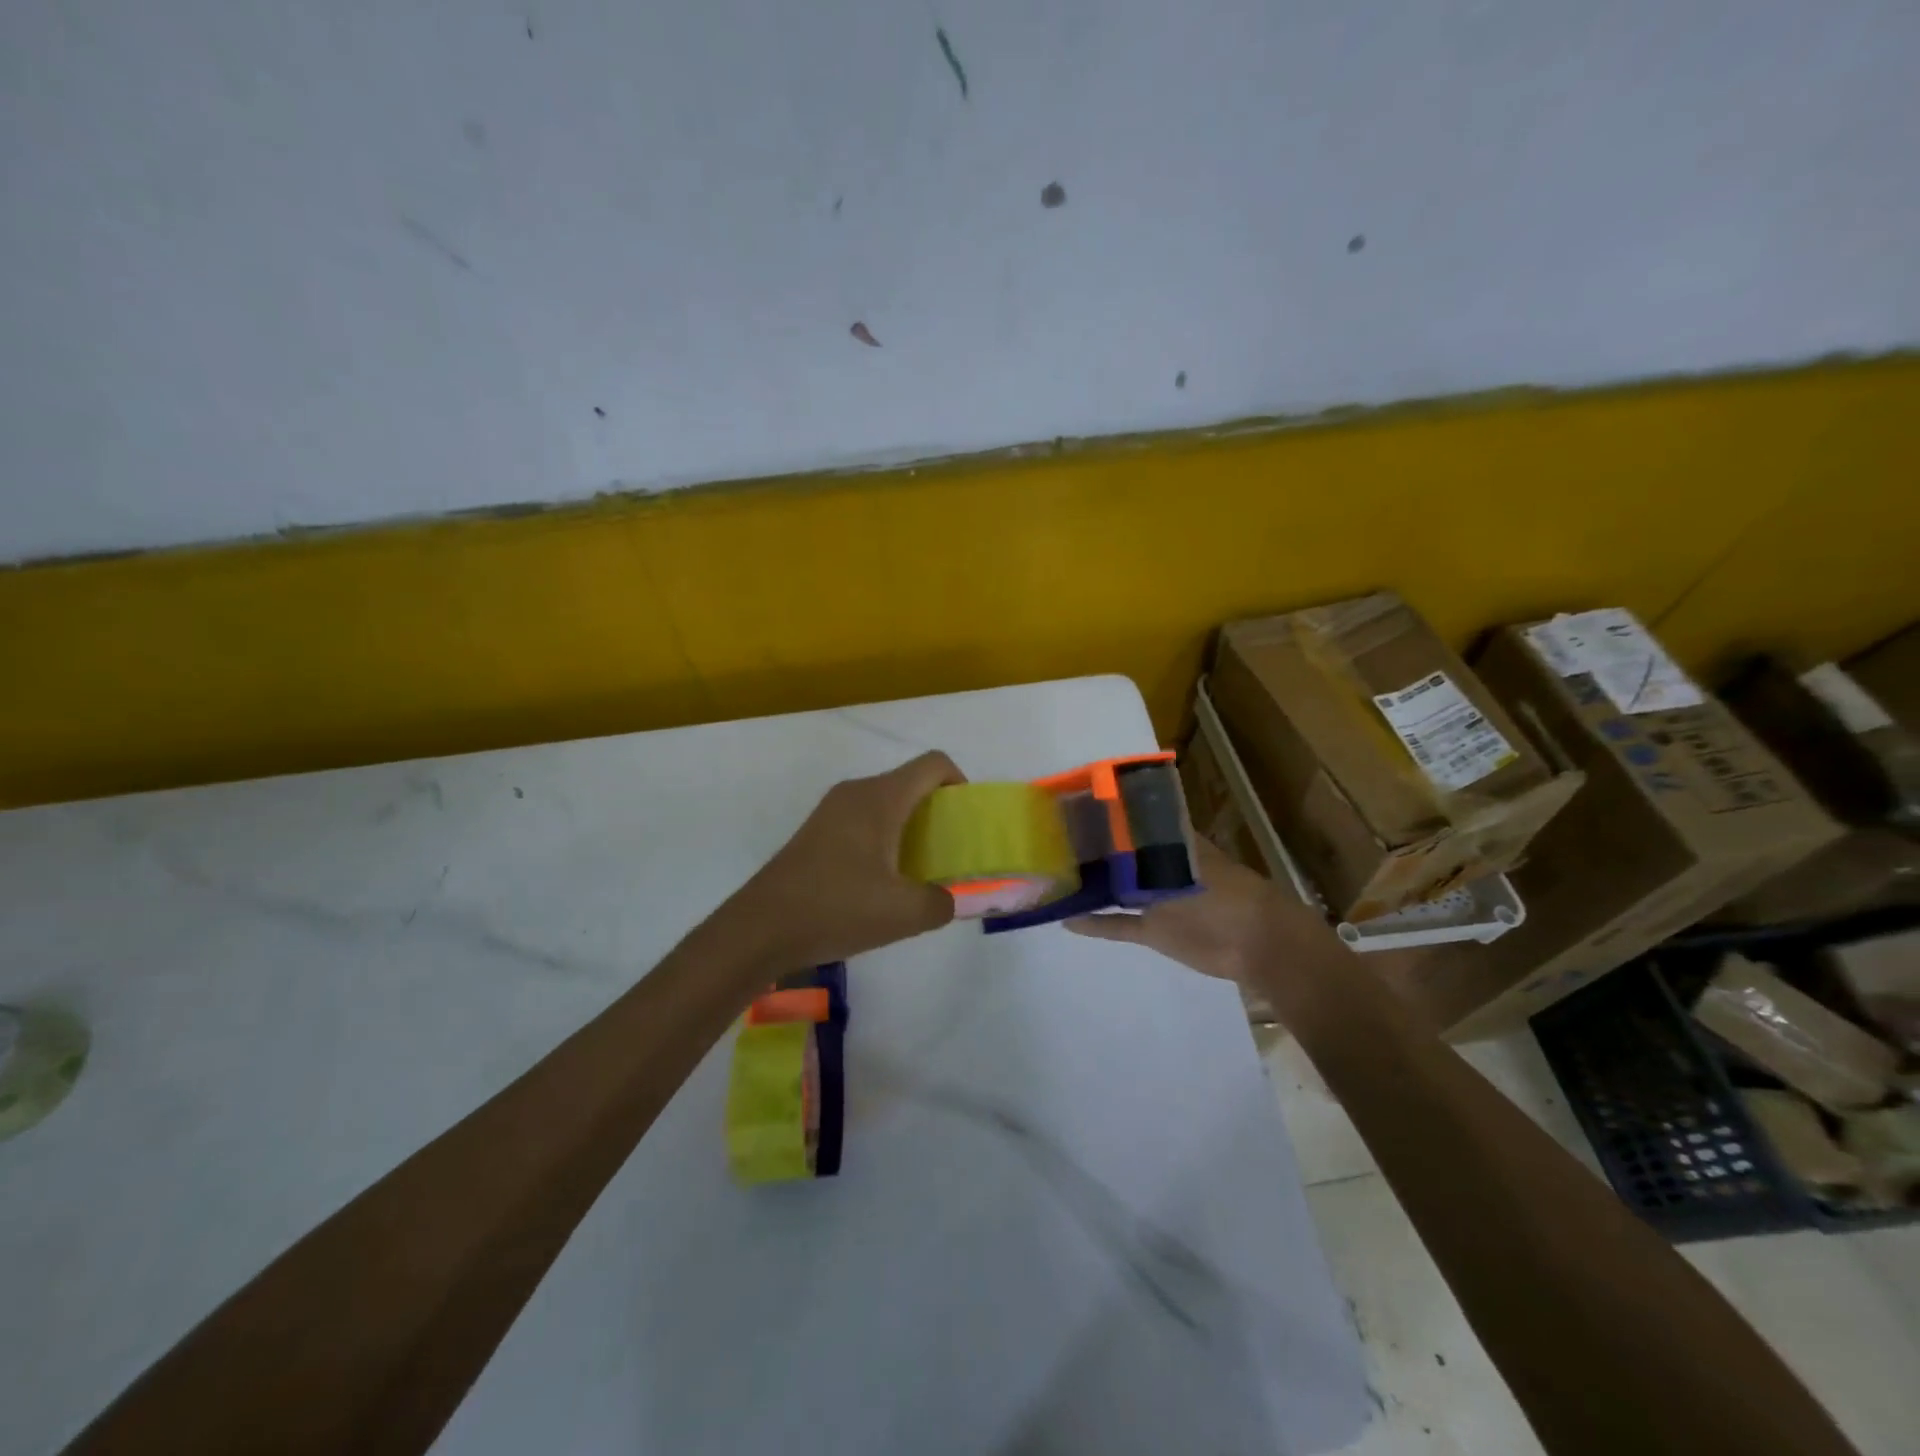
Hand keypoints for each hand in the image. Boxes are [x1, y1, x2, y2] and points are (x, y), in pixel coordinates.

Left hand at [731, 750, 965, 968]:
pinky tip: (881, 884)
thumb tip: (947, 899)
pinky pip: (863, 821)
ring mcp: (831, 811)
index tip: (966, 823)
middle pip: (910, 783)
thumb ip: (941, 903)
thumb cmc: (836, 909)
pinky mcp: (816, 832)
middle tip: (949, 854)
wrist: (760, 929)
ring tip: (918, 873)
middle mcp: (856, 793)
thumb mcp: (903, 914)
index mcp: (880, 798)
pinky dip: (884, 839)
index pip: (933, 764)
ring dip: (910, 829)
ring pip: (886, 804)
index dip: (960, 783)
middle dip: (938, 813)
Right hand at [1066, 837, 1341, 984]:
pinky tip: (1066, 920)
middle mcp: (1158, 865)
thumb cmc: (1224, 892)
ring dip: (1089, 886)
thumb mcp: (1181, 863)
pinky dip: (1095, 923)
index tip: (1068, 807)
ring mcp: (1155, 899)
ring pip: (1114, 889)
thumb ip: (1142, 849)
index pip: (1130, 820)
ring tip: (1051, 878)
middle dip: (1089, 849)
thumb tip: (1108, 822)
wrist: (1257, 944)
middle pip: (1117, 855)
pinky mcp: (1154, 930)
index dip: (1102, 814)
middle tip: (1049, 843)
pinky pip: (1118, 923)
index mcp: (1169, 841)